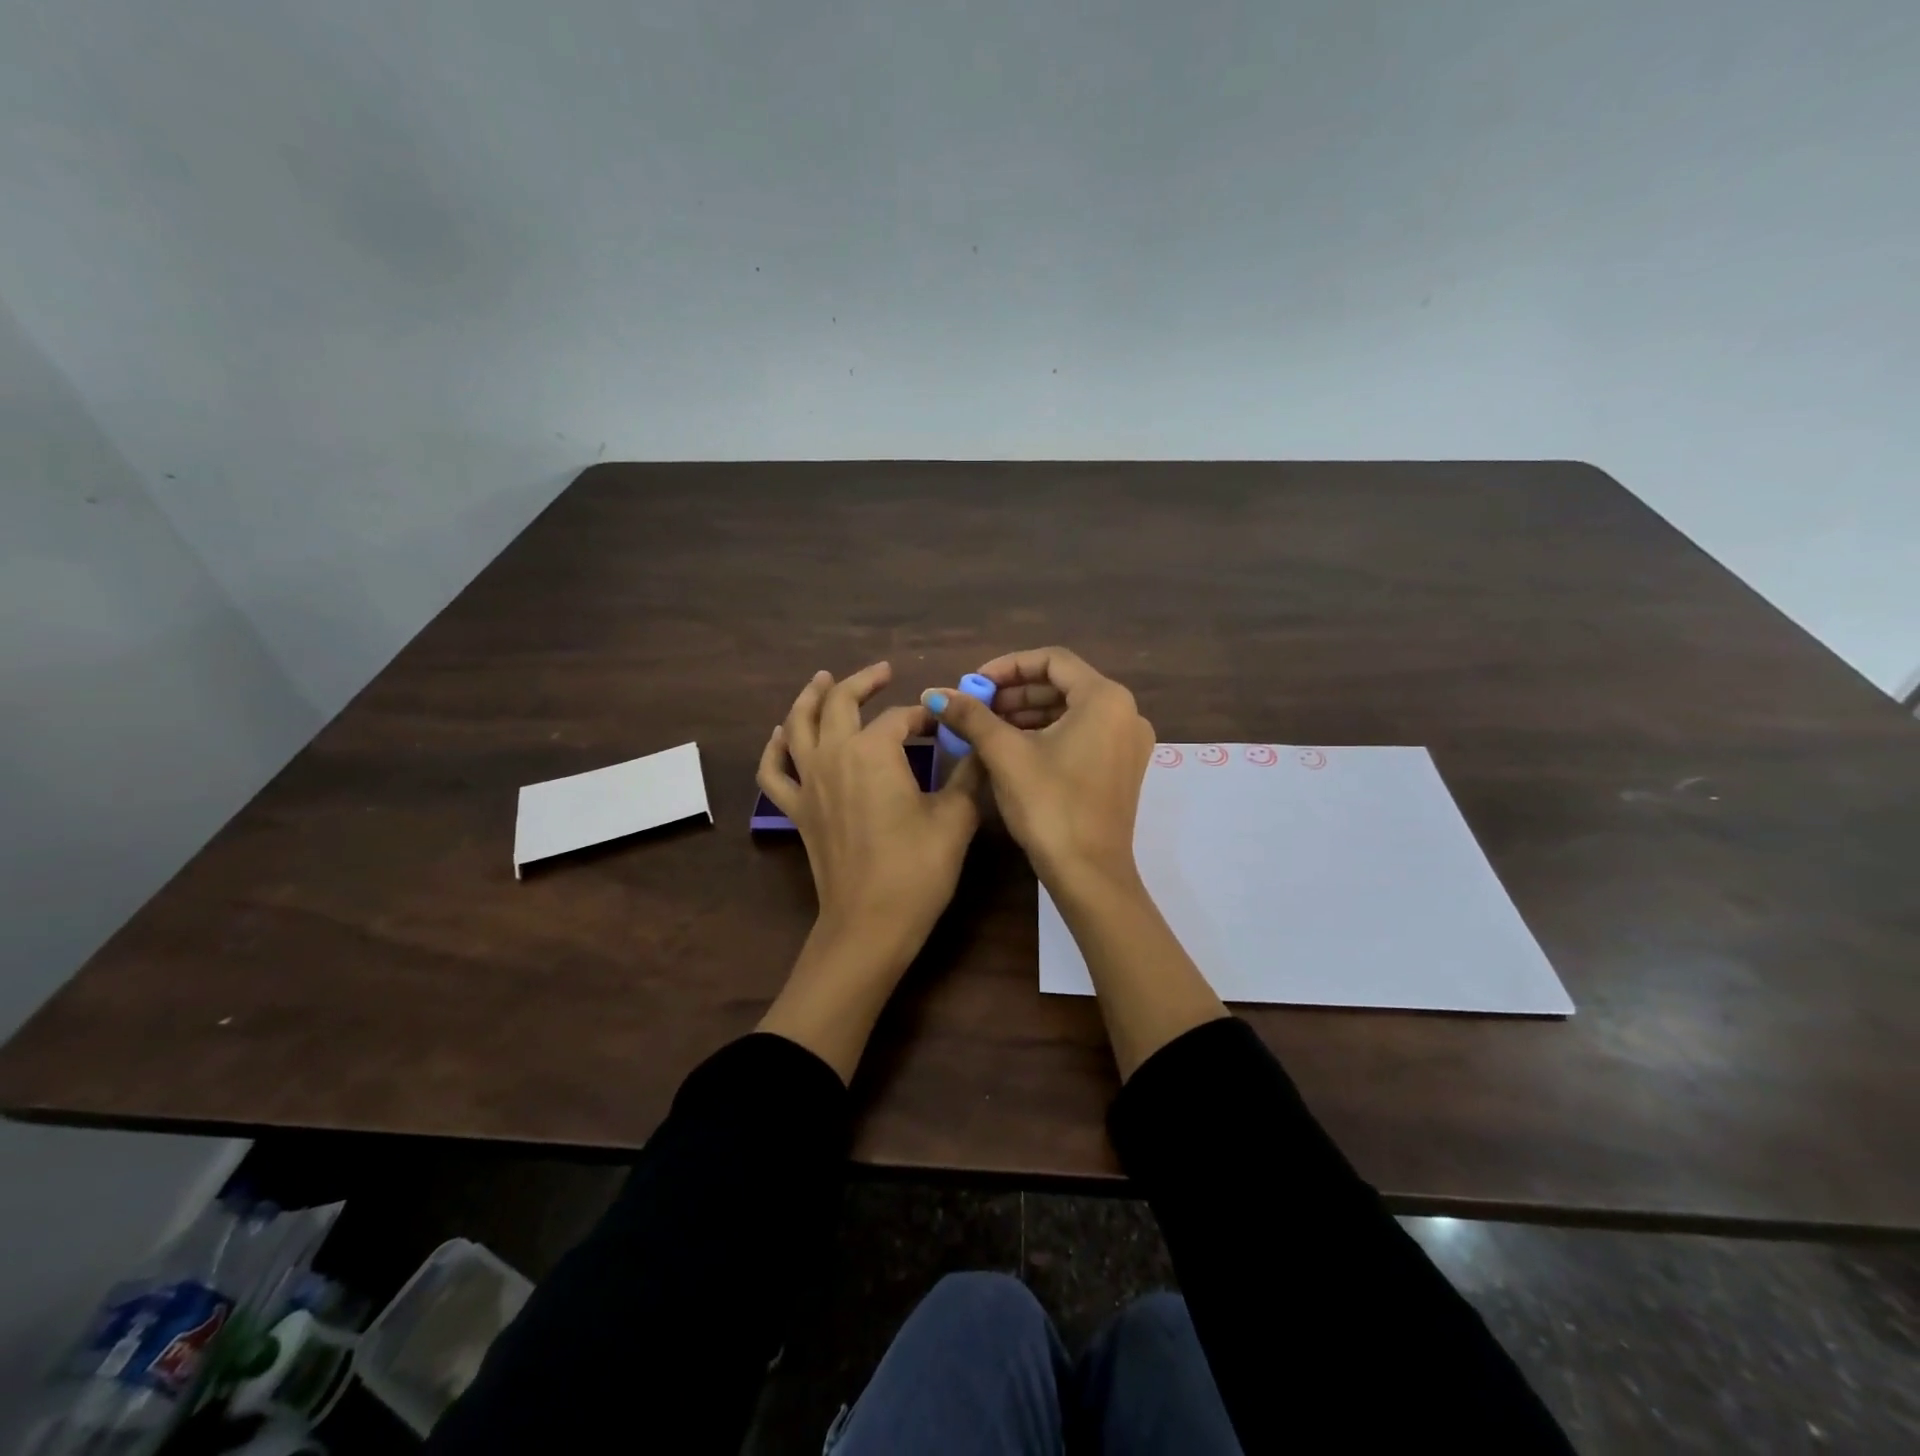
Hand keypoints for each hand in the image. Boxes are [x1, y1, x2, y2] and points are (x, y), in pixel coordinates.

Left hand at [756, 663, 982, 1080]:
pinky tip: (782, 735)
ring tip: (821, 680)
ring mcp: (808, 782)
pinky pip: (774, 770)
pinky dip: (775, 748)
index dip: (927, 715)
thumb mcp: (956, 817)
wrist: (870, 923)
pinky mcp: (796, 809)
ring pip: (798, 725)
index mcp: (874, 750)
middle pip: (840, 702)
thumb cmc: (918, 869)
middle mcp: (833, 755)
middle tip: (882, 672)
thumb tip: (978, 745)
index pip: (902, 717)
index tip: (947, 722)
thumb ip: (968, 773)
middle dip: (863, 682)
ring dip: (810, 697)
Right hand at [921, 646, 1153, 891]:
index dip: (1008, 666)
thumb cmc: (1049, 805)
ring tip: (987, 727)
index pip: (1052, 660)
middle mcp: (1125, 712)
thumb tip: (934, 692)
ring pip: (1071, 711)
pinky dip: (1048, 734)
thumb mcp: (1005, 754)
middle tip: (977, 706)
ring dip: (1028, 714)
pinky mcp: (1122, 767)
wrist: (1089, 874)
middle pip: (1063, 685)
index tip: (975, 682)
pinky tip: (1014, 748)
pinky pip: (1082, 734)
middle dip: (1015, 693)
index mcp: (1105, 698)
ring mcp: (1127, 742)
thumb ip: (971, 716)